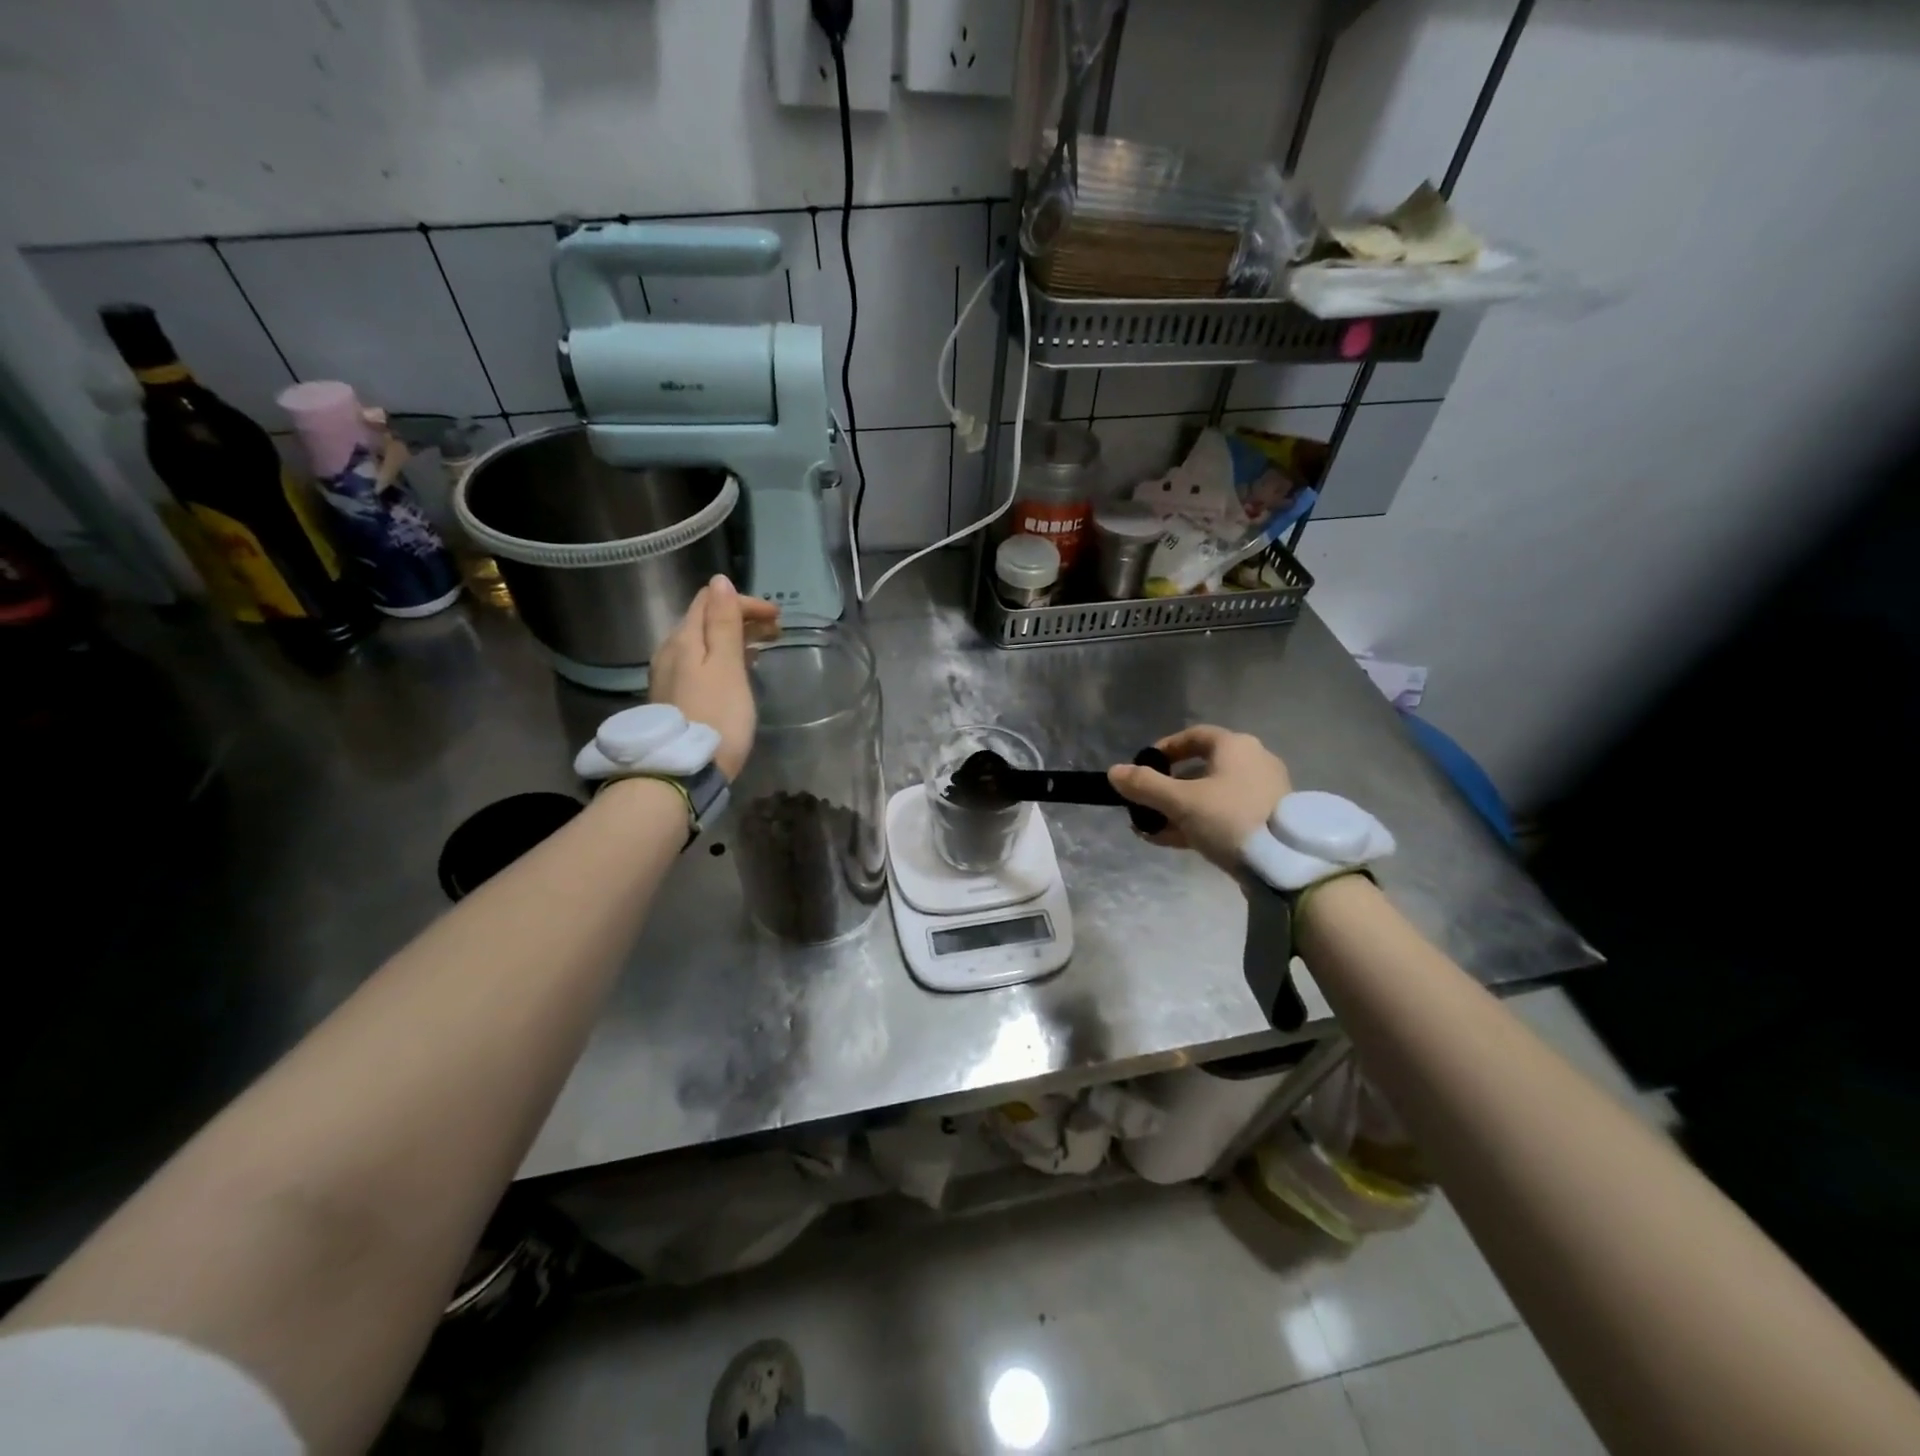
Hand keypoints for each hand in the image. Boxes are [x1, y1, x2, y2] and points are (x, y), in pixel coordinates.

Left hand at [647, 576, 778, 779]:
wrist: (683, 771)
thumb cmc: (716, 716)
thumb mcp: (726, 667)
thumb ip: (724, 623)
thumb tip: (720, 581)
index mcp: (683, 639)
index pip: (710, 600)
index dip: (745, 601)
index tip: (777, 617)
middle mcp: (669, 651)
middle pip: (704, 620)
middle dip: (741, 618)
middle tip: (776, 632)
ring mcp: (668, 676)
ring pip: (702, 643)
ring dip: (733, 638)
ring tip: (761, 649)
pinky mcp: (673, 698)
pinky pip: (699, 663)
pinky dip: (723, 658)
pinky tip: (737, 670)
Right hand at [1108, 725, 1291, 870]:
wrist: (1285, 863)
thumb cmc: (1230, 818)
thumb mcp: (1180, 801)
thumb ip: (1144, 785)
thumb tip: (1113, 772)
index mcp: (1236, 746)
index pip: (1194, 736)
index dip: (1165, 748)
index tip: (1143, 766)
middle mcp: (1253, 762)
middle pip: (1200, 768)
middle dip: (1167, 787)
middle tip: (1144, 803)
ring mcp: (1262, 793)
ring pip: (1210, 795)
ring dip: (1178, 809)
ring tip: (1150, 827)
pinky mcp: (1266, 821)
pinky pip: (1223, 815)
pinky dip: (1197, 823)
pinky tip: (1170, 840)